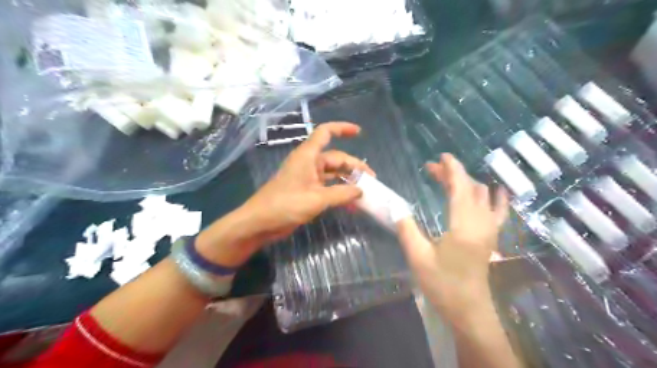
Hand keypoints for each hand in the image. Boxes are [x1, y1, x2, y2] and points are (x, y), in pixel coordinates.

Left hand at [242, 121, 373, 243]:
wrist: (259, 223)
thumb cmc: (285, 205)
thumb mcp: (317, 199)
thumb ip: (341, 194)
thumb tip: (361, 191)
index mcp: (308, 156)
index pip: (325, 133)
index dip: (342, 129)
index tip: (359, 133)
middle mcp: (309, 163)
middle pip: (335, 158)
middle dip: (354, 167)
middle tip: (372, 180)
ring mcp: (307, 178)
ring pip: (332, 174)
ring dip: (347, 181)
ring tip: (364, 191)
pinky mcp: (306, 191)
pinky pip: (327, 187)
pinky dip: (338, 192)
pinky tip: (350, 203)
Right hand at [395, 153, 507, 319]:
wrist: (468, 310)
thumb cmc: (443, 284)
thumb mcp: (418, 257)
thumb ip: (407, 229)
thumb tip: (396, 208)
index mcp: (463, 225)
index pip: (460, 187)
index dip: (452, 169)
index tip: (441, 156)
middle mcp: (481, 223)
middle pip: (471, 188)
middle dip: (453, 174)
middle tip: (432, 169)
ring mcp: (490, 230)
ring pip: (484, 196)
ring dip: (467, 183)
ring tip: (450, 179)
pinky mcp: (492, 238)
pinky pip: (500, 212)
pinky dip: (496, 198)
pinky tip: (495, 191)